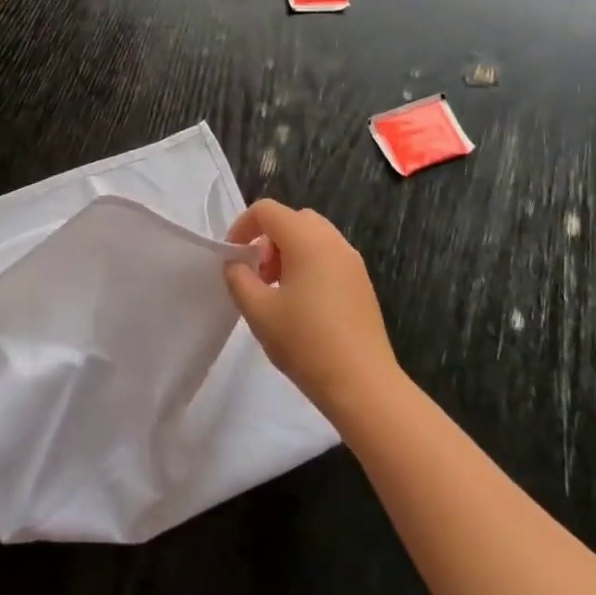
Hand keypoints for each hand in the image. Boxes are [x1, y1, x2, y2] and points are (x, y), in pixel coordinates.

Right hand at [224, 199, 402, 421]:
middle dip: (268, 239)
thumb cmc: (305, 342)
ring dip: (289, 252)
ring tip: (278, 291)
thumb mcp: (258, 311)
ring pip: (313, 237)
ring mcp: (352, 262)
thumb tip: (236, 264)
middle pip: (293, 219)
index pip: (267, 210)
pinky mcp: (362, 283)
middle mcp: (333, 241)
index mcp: (307, 240)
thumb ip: (238, 279)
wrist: (362, 384)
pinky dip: (309, 265)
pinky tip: (303, 305)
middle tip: (258, 274)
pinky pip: (329, 257)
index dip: (242, 226)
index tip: (233, 257)